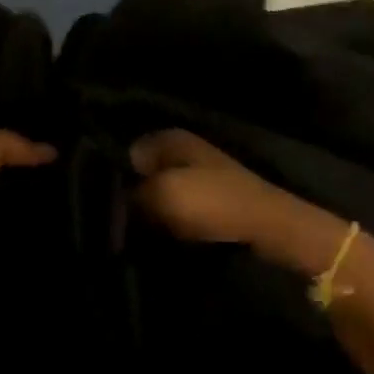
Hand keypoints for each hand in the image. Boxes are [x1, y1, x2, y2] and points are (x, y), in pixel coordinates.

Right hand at [130, 128, 347, 275]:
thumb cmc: (213, 202)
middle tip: (118, 220)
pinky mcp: (212, 198)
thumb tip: (115, 201)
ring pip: (159, 190)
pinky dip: (170, 219)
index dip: (113, 176)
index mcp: (169, 139)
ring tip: (137, 230)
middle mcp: (182, 149)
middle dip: (131, 193)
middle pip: (143, 171)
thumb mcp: (162, 194)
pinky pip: (177, 206)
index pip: (125, 152)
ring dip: (150, 210)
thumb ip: (130, 195)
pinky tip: (163, 234)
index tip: (103, 203)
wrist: (270, 227)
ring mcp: (200, 173)